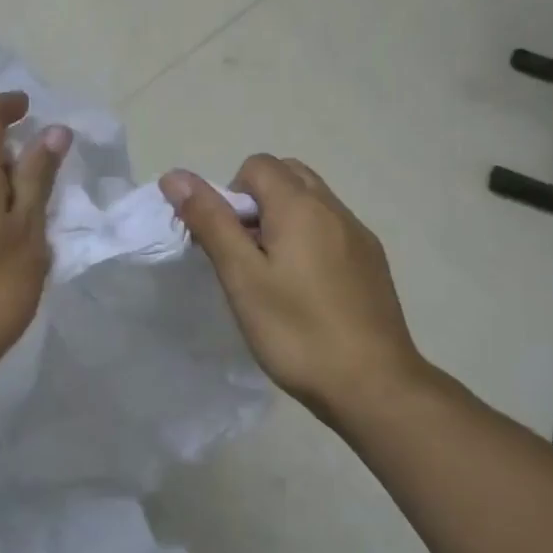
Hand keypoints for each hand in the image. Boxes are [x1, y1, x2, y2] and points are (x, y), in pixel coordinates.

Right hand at [161, 156, 424, 418]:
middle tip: (247, 253)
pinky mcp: (373, 261)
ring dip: (284, 218)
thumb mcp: (242, 277)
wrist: (375, 386)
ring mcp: (359, 234)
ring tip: (274, 272)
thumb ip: (210, 221)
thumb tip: (176, 176)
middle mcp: (334, 208)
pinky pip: (332, 227)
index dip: (231, 194)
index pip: (257, 165)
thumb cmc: (298, 332)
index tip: (229, 242)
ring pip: (312, 201)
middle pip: (287, 175)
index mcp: (301, 206)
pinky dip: (310, 238)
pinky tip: (307, 289)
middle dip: (258, 200)